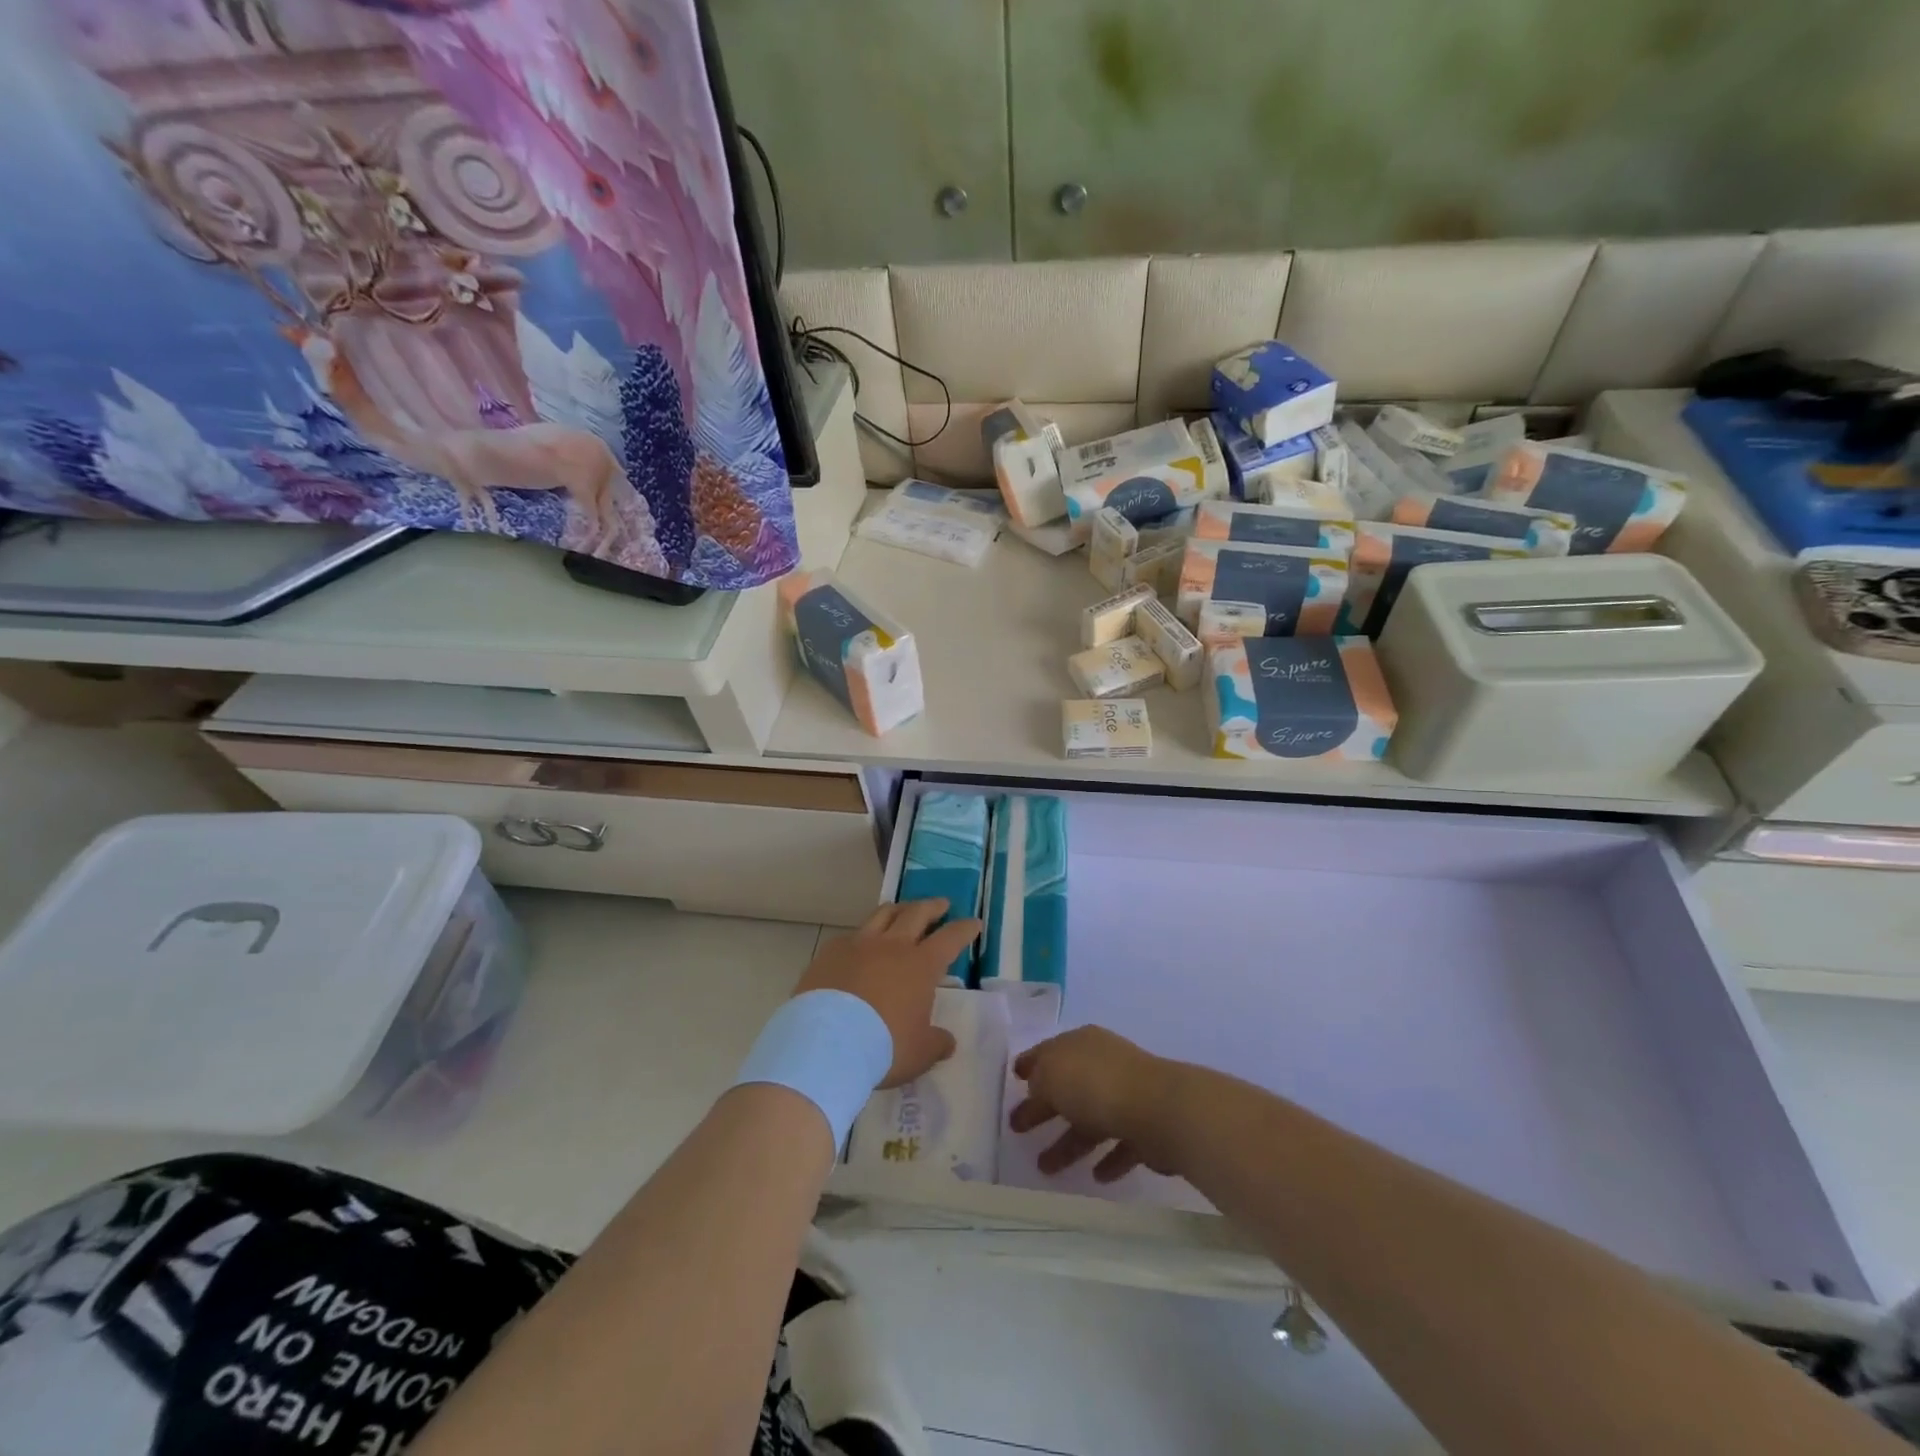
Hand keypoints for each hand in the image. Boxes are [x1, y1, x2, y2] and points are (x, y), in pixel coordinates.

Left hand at [794, 899, 981, 1087]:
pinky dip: (862, 936)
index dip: (964, 929)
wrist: (826, 1043)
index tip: (973, 922)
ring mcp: (859, 945)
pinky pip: (851, 936)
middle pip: (917, 913)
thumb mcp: (920, 1053)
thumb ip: (936, 1043)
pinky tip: (859, 945)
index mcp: (921, 965)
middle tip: (941, 904)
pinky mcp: (830, 952)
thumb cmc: (883, 1047)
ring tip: (903, 909)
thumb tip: (947, 1041)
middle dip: (933, 906)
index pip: (950, 937)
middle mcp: (892, 946)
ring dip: (898, 909)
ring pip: (882, 914)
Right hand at [1009, 1027, 1186, 1182]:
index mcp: (1080, 1044)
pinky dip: (1108, 1159)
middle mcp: (1104, 1065)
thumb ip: (1038, 1080)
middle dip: (1042, 1109)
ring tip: (1045, 1169)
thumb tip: (1036, 1088)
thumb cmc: (1096, 1085)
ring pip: (1091, 1121)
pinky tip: (1096, 1177)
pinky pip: (1121, 1144)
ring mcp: (1128, 1095)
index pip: (1048, 1052)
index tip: (1013, 1079)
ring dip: (1069, 1143)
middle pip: (1067, 1088)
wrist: (1159, 1110)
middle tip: (1018, 1129)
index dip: (1029, 1065)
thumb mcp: (1051, 1074)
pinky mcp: (1147, 1128)